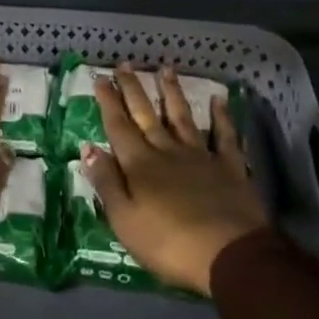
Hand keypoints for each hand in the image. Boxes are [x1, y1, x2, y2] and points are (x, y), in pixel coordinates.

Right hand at [84, 65, 266, 295]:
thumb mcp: (125, 220)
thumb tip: (88, 147)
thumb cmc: (169, 244)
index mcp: (139, 165)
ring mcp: (201, 156)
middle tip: (125, 64)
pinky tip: (219, 99)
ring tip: (165, 69)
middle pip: (147, 115)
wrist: (229, 254)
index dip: (108, 102)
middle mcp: (168, 151)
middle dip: (134, 89)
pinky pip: (225, 136)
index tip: (101, 78)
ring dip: (172, 92)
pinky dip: (222, 116)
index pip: (118, 126)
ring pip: (183, 117)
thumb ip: (106, 182)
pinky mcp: (230, 167)